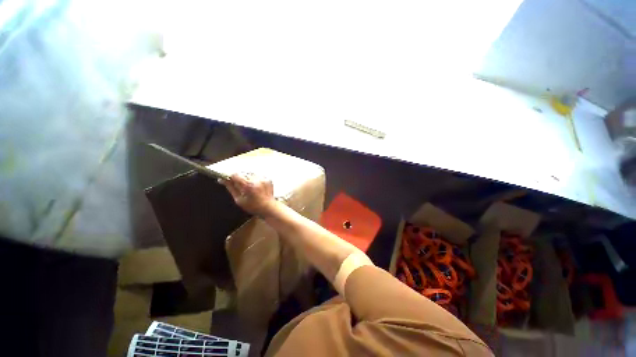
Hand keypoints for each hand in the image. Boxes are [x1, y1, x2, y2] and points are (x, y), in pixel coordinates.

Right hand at [221, 172, 277, 215]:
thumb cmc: (253, 206)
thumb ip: (231, 188)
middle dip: (239, 178)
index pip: (235, 175)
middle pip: (243, 173)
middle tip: (240, 186)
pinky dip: (255, 179)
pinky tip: (256, 187)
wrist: (268, 207)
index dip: (230, 177)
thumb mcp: (239, 199)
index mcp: (248, 185)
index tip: (228, 179)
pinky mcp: (267, 179)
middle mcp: (256, 180)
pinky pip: (258, 175)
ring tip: (249, 187)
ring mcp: (263, 179)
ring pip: (250, 173)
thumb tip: (221, 180)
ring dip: (247, 178)